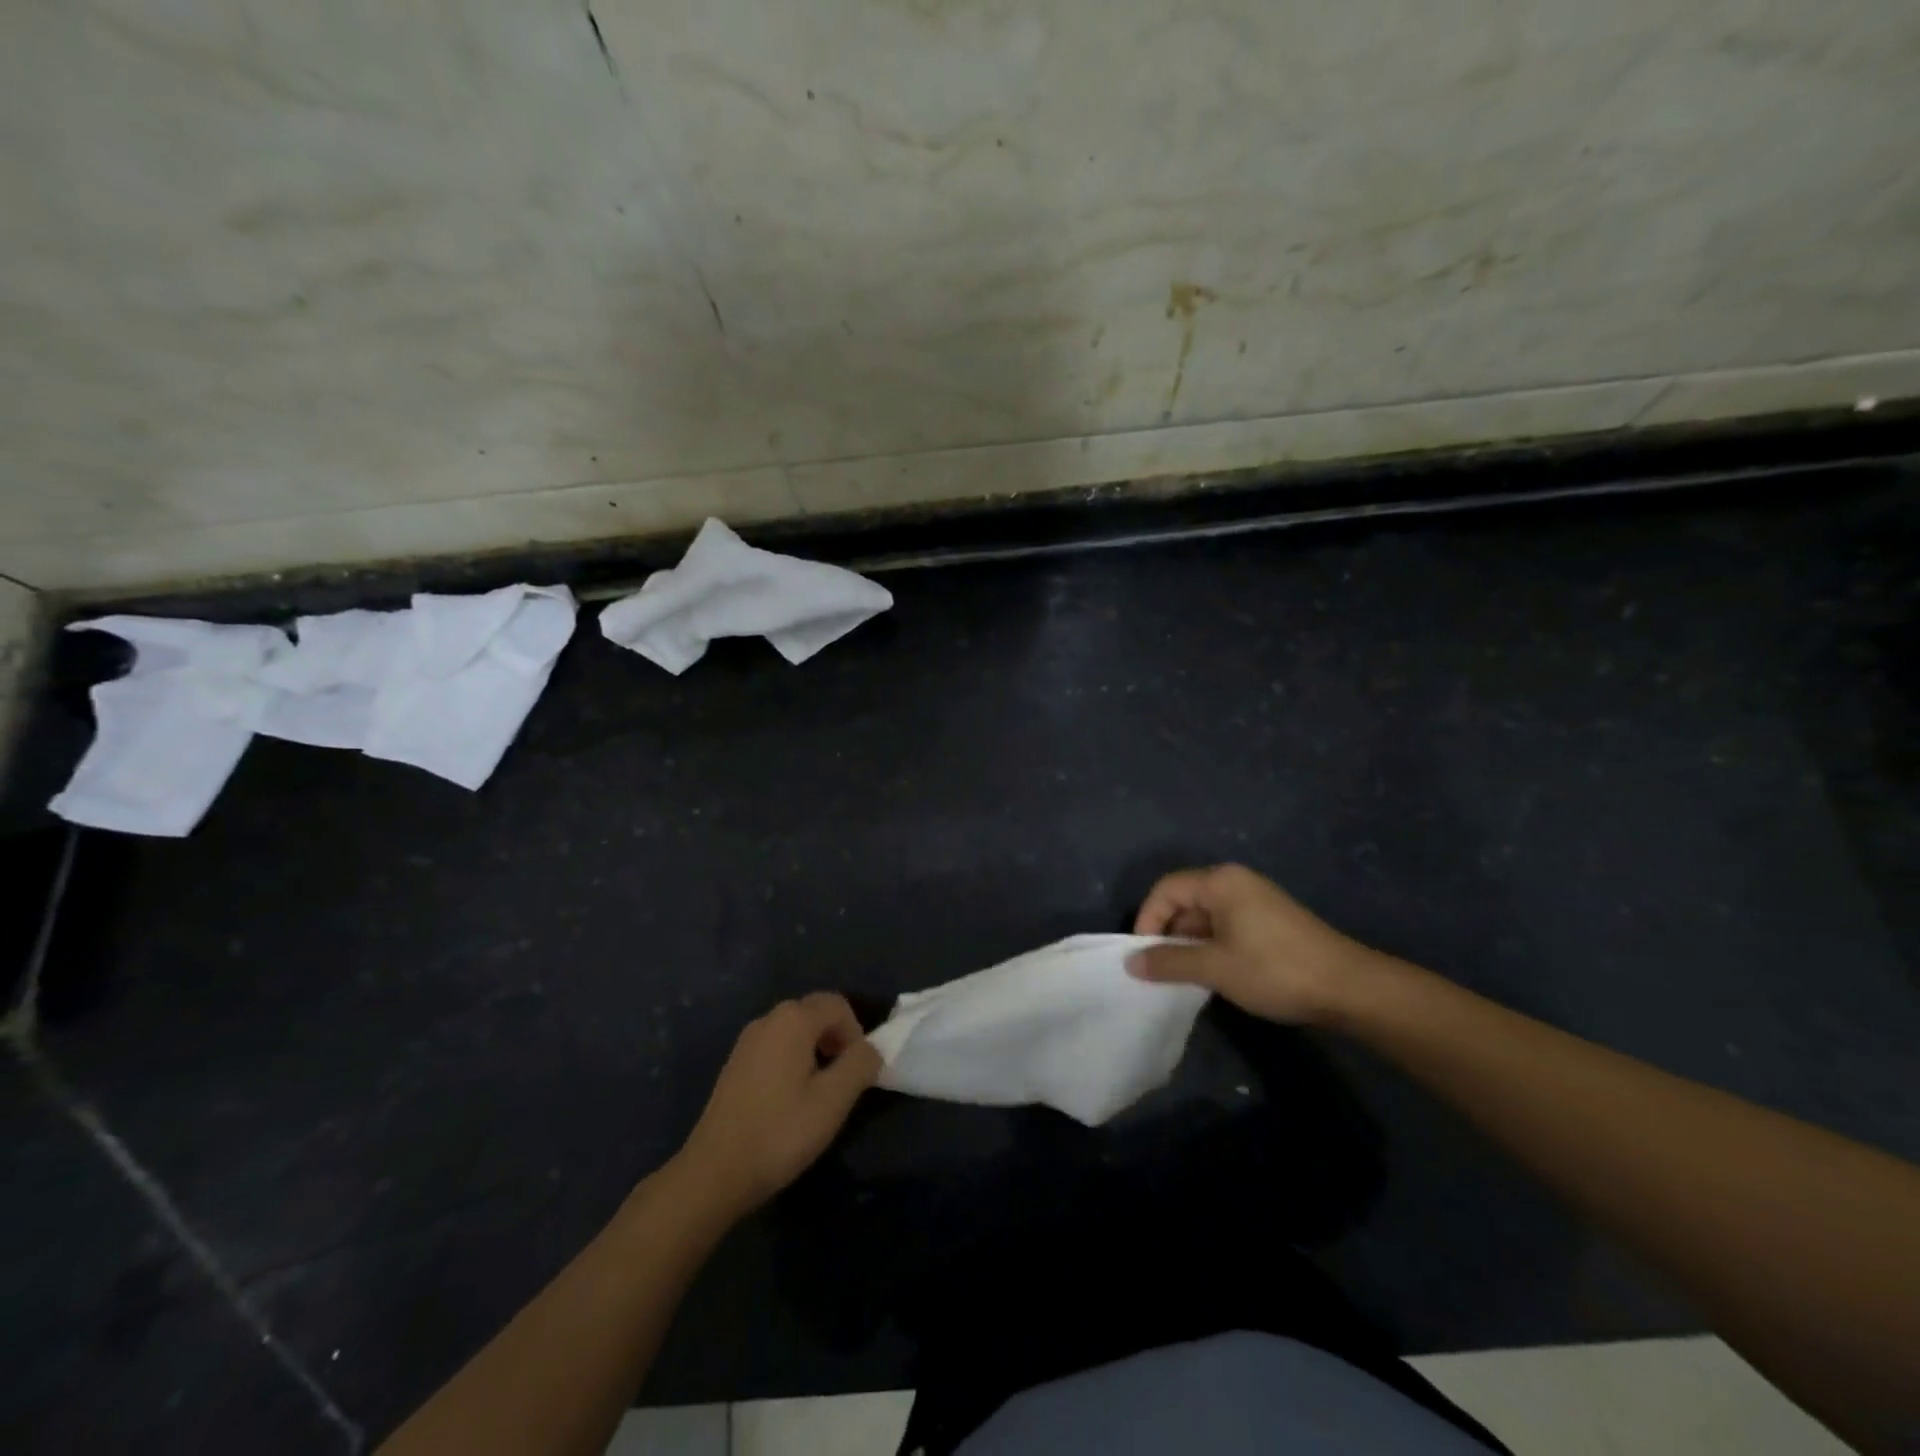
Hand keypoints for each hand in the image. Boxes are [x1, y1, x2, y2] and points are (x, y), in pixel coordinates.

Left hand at [677, 993, 881, 1214]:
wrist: (714, 1172)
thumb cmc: (780, 1132)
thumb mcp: (833, 1100)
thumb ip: (860, 1065)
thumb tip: (872, 1049)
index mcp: (793, 1020)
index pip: (838, 1005)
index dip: (856, 1032)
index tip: (858, 1070)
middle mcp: (768, 1019)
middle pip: (815, 1012)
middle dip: (837, 1038)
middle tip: (843, 1079)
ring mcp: (747, 1040)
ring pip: (795, 1030)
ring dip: (816, 1049)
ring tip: (819, 1092)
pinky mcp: (735, 1063)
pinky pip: (775, 1046)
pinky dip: (793, 1059)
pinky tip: (790, 1099)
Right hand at [1129, 864, 1382, 1025]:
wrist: (1349, 988)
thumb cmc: (1274, 970)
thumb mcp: (1214, 967)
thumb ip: (1169, 962)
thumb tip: (1131, 962)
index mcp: (1220, 882)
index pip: (1166, 889)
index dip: (1147, 919)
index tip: (1142, 956)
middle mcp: (1236, 882)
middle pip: (1185, 899)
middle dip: (1168, 933)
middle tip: (1162, 969)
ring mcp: (1256, 901)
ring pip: (1206, 916)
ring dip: (1190, 943)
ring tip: (1186, 976)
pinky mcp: (1270, 921)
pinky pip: (1226, 926)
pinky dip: (1212, 946)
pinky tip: (1216, 974)